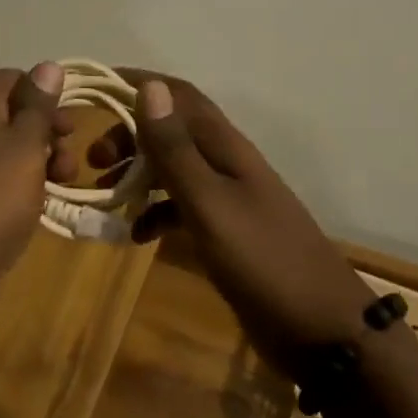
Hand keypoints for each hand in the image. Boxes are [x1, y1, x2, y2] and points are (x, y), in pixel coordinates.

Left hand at [0, 62, 78, 321]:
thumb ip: (38, 108)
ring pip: (8, 154)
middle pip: (13, 117)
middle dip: (48, 135)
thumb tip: (49, 65)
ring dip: (40, 166)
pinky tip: (37, 211)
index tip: (72, 126)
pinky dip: (21, 192)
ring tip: (62, 189)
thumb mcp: (23, 146)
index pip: (15, 79)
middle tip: (70, 164)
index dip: (47, 96)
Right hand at [90, 72, 370, 374]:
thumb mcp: (210, 205)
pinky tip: (136, 235)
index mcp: (225, 147)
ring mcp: (228, 198)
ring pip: (173, 168)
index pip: (178, 95)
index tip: (94, 87)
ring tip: (104, 193)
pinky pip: (181, 208)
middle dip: (130, 135)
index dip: (139, 84)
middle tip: (93, 160)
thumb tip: (149, 87)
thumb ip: (176, 150)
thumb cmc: (264, 262)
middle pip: (171, 130)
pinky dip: (155, 212)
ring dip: (138, 172)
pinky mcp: (226, 232)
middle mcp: (225, 163)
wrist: (324, 332)